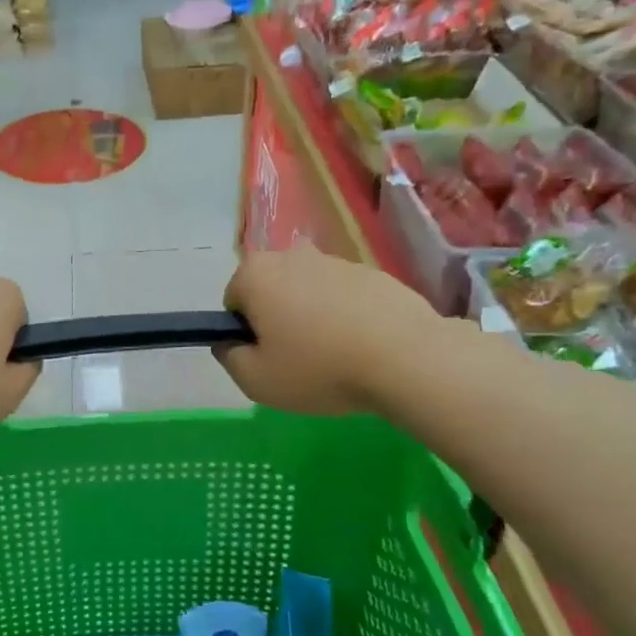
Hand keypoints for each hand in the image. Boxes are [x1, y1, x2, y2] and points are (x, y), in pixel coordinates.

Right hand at [216, 245, 445, 417]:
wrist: (406, 358)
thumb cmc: (319, 367)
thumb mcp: (255, 380)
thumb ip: (229, 357)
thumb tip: (230, 343)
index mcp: (256, 273)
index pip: (234, 302)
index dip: (246, 334)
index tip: (268, 359)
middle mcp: (291, 255)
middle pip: (271, 292)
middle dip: (278, 321)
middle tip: (298, 360)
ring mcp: (336, 261)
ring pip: (308, 293)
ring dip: (312, 318)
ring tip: (336, 358)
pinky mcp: (372, 273)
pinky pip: (345, 297)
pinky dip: (346, 318)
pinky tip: (363, 348)